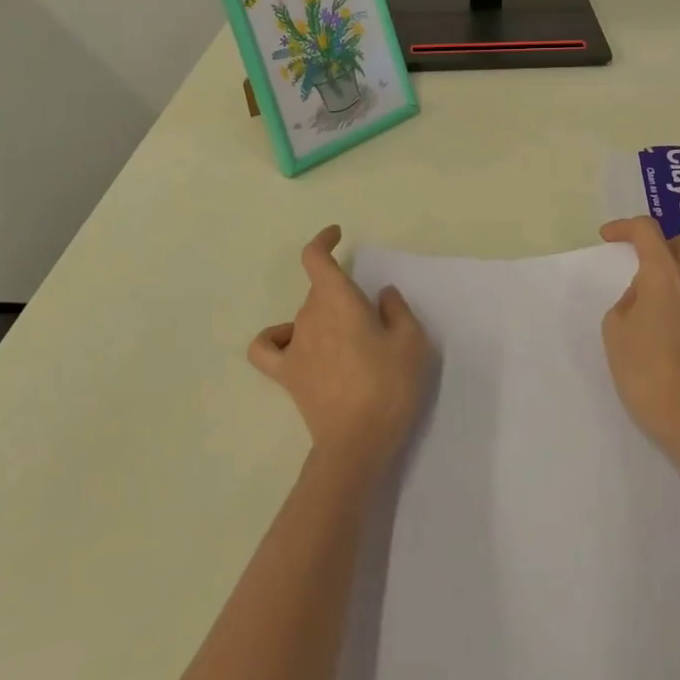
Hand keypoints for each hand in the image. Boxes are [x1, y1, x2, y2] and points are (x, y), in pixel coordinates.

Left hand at [248, 226, 431, 483]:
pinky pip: (267, 347)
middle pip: (318, 290)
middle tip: (371, 319)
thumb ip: (397, 310)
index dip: (323, 240)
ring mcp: (294, 346)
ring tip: (347, 338)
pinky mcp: (287, 375)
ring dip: (323, 316)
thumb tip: (381, 294)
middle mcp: (310, 315)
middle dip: (340, 293)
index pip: (315, 257)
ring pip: (303, 315)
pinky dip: (276, 338)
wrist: (358, 443)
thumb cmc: (389, 386)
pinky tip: (294, 344)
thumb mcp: (411, 342)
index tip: (337, 235)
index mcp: (338, 299)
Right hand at [599, 217, 679, 453]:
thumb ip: (628, 300)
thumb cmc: (642, 370)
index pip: (646, 231)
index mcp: (662, 274)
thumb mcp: (614, 328)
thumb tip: (645, 295)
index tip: (609, 238)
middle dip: (666, 242)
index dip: (625, 227)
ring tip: (672, 285)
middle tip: (647, 262)